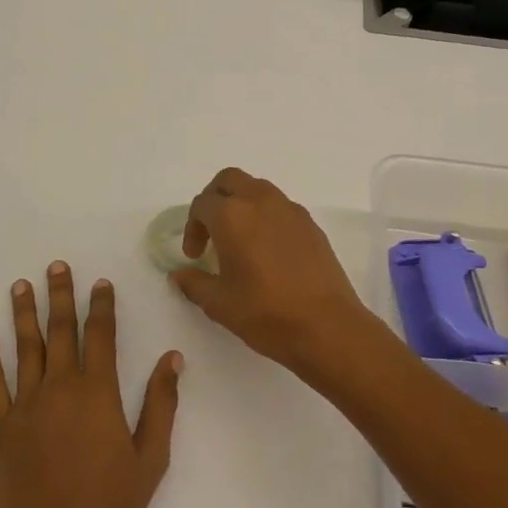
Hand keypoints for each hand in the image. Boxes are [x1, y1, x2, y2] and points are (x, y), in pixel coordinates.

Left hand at [0, 262, 183, 507]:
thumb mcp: (150, 460)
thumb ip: (161, 404)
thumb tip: (172, 358)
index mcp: (99, 394)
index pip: (102, 336)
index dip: (102, 306)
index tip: (100, 282)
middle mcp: (61, 389)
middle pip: (61, 331)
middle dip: (60, 296)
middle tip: (56, 266)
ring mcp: (26, 406)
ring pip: (25, 347)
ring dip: (23, 313)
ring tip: (20, 284)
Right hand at [169, 168, 378, 370]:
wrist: (327, 327)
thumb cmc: (266, 313)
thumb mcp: (219, 303)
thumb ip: (194, 283)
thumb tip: (180, 274)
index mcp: (232, 215)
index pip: (202, 204)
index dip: (192, 228)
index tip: (195, 256)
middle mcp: (260, 201)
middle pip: (229, 180)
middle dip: (214, 200)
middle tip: (210, 231)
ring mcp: (290, 210)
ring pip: (257, 188)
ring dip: (241, 204)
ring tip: (239, 239)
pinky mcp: (310, 224)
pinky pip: (280, 206)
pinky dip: (265, 216)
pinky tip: (267, 250)